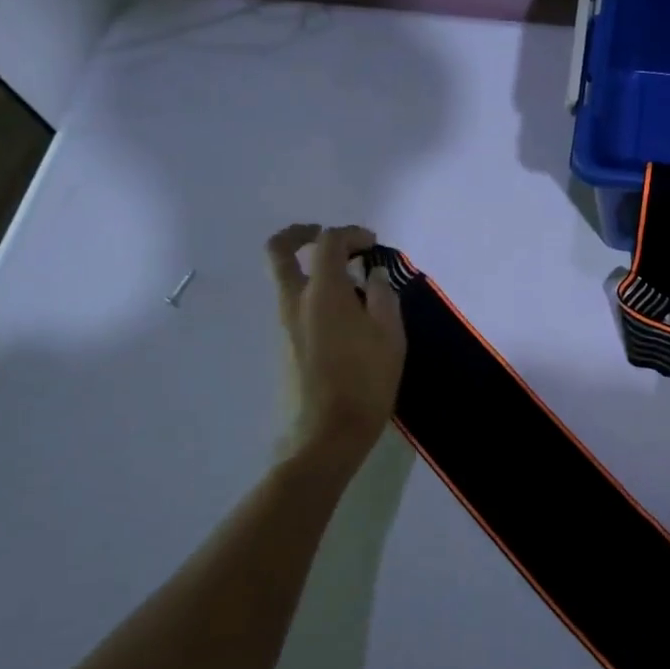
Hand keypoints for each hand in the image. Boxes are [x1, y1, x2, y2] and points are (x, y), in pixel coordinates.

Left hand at [267, 224, 405, 462]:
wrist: (327, 435)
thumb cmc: (366, 381)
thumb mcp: (391, 336)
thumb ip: (384, 297)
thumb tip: (373, 276)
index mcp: (323, 293)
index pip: (328, 242)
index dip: (351, 234)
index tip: (373, 244)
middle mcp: (294, 302)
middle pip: (279, 251)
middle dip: (300, 233)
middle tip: (325, 236)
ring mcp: (284, 326)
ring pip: (286, 280)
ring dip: (311, 269)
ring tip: (353, 286)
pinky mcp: (284, 347)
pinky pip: (295, 305)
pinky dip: (314, 295)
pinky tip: (347, 318)